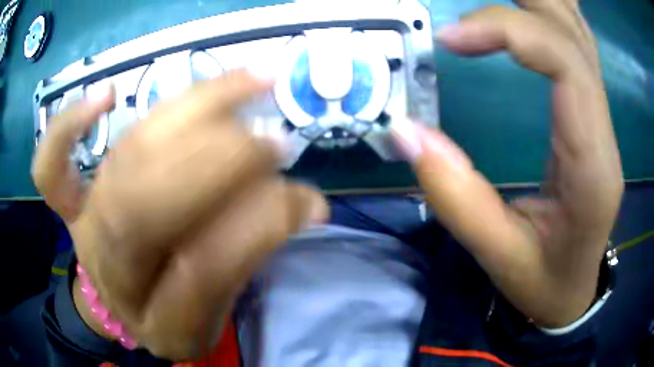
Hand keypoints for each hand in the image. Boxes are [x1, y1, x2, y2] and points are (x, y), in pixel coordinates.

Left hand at [32, 70, 327, 359]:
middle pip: (143, 208)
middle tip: (272, 137)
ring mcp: (83, 233)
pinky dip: (67, 127)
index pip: (202, 272)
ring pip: (119, 164)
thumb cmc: (178, 311)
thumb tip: (301, 198)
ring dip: (186, 116)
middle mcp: (115, 276)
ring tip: (246, 85)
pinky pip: (50, 168)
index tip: (306, 197)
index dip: (255, 228)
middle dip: (215, 162)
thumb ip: (253, 254)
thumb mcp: (222, 307)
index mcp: (163, 322)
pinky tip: (106, 96)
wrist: (124, 305)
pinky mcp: (68, 207)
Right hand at [393, 1, 622, 327]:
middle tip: (467, 7)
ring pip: (578, 30)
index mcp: (591, 164)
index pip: (565, 63)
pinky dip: (552, 13)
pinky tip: (529, 6)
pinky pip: (577, 44)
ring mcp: (601, 116)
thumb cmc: (544, 280)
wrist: (574, 288)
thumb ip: (457, 197)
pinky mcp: (591, 113)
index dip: (509, 31)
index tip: (451, 39)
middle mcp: (603, 129)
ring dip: (538, 0)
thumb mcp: (500, 256)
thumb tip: (406, 133)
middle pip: (573, 32)